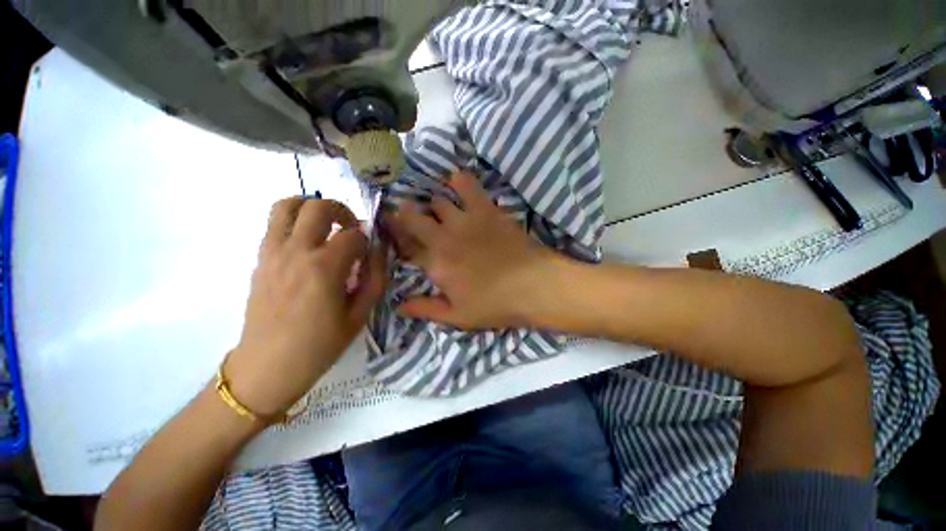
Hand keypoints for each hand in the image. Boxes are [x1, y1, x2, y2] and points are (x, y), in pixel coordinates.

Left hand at [226, 198, 385, 418]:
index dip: (368, 241)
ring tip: (326, 225)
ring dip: (312, 207)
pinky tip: (307, 242)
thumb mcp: (360, 314)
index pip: (354, 235)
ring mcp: (273, 252)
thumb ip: (374, 277)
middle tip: (351, 228)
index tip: (370, 253)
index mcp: (325, 268)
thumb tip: (378, 251)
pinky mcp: (260, 258)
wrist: (267, 366)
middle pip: (319, 206)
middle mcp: (297, 251)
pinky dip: (293, 220)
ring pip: (287, 205)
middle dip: (342, 211)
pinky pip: (274, 223)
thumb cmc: (320, 345)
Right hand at [385, 173, 559, 329]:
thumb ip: (425, 309)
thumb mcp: (457, 317)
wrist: (534, 286)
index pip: (407, 248)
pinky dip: (458, 181)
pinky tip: (456, 181)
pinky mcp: (486, 209)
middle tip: (409, 216)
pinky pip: (466, 184)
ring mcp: (465, 220)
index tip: (398, 237)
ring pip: (437, 200)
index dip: (400, 242)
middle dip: (405, 215)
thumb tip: (397, 305)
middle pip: (413, 218)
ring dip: (433, 204)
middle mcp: (443, 238)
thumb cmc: (496, 305)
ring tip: (439, 209)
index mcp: (435, 265)